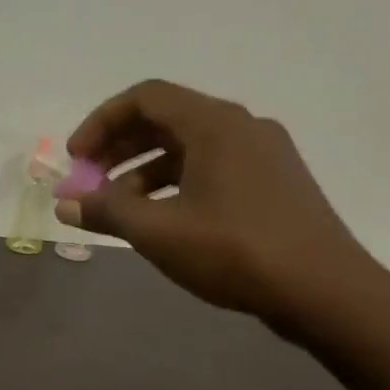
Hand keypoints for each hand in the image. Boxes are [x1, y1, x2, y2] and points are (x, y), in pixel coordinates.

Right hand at [59, 80, 389, 329]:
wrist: (324, 291)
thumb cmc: (235, 251)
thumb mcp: (158, 232)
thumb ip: (106, 211)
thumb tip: (65, 203)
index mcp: (215, 124)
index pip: (145, 98)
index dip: (100, 123)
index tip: (75, 161)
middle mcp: (241, 127)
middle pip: (166, 120)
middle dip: (118, 149)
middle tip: (88, 184)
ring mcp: (263, 155)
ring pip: (188, 148)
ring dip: (143, 172)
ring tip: (118, 210)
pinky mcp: (273, 184)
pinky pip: (210, 169)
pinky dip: (174, 185)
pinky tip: (161, 220)